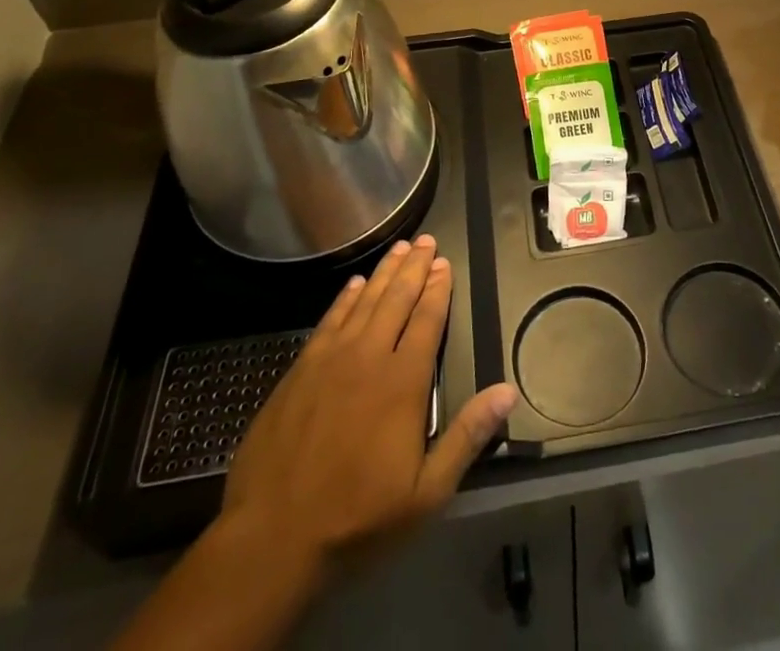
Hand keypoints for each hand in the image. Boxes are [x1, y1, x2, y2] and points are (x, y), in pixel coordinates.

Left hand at [219, 235, 518, 584]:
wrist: (272, 538)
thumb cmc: (357, 518)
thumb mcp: (426, 492)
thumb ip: (467, 436)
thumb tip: (507, 391)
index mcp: (404, 382)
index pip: (427, 320)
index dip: (438, 289)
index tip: (445, 263)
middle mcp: (369, 357)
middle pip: (397, 299)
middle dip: (414, 267)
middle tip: (425, 240)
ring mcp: (330, 360)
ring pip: (364, 302)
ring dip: (384, 273)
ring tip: (398, 248)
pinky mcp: (300, 370)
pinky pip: (330, 320)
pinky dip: (345, 298)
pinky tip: (354, 284)